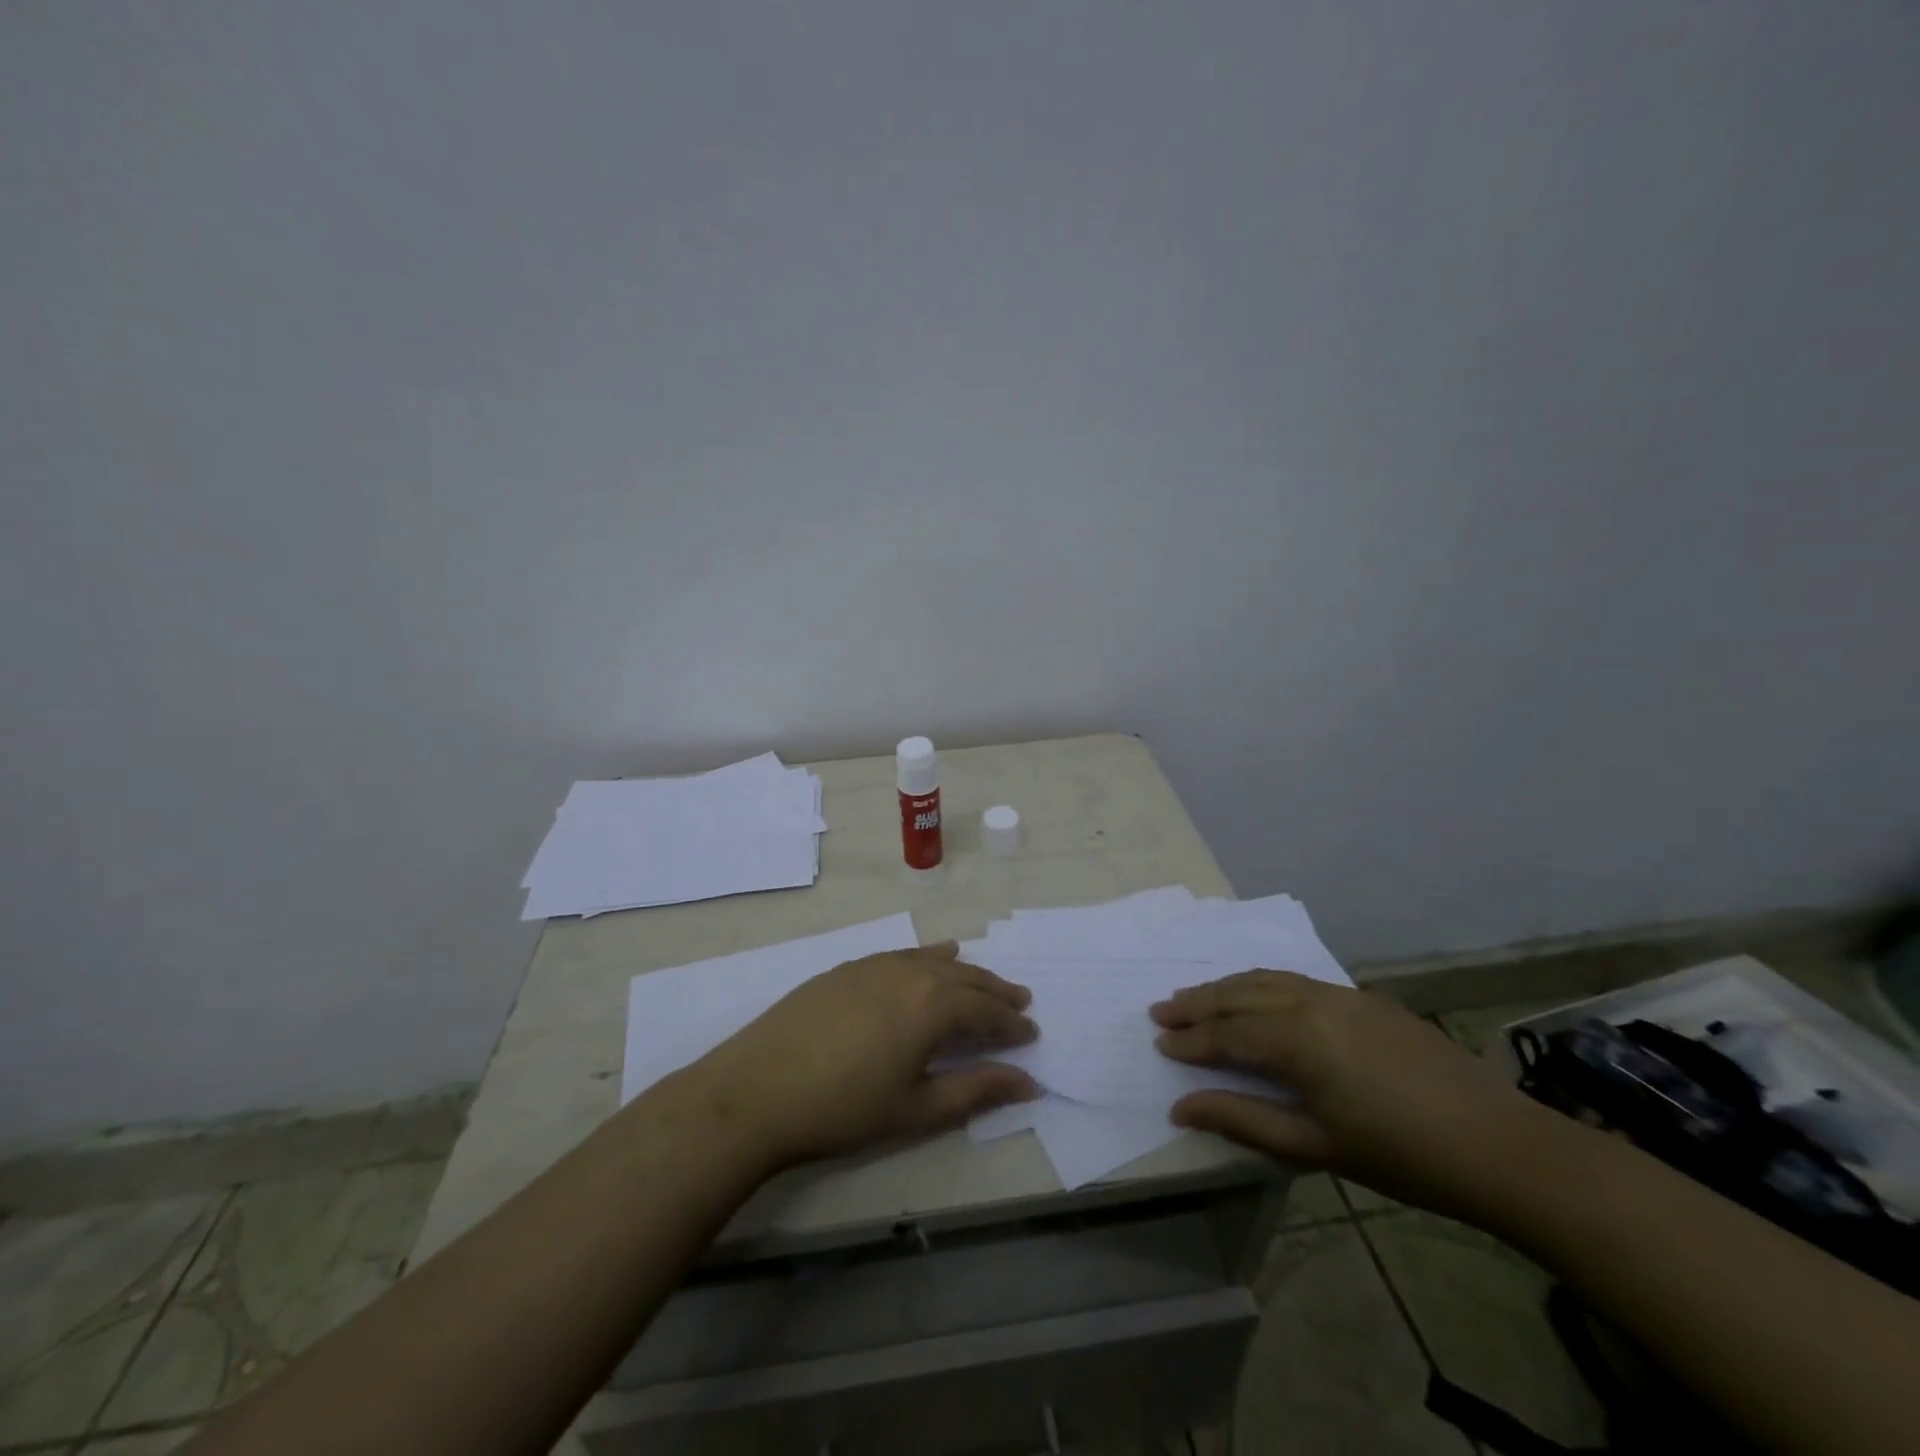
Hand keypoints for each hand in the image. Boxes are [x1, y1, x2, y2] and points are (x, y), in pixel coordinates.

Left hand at [686, 944, 1039, 1170]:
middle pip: (965, 978)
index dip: (1011, 1024)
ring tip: (983, 981)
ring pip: (934, 961)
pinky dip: (926, 958)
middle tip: (1020, 1003)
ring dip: (964, 973)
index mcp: (932, 1004)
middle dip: (996, 992)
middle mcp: (910, 972)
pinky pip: (902, 955)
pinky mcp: (848, 968)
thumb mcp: (916, 1108)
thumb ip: (975, 1090)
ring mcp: (875, 965)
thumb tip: (1027, 1082)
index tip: (1032, 1035)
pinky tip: (931, 959)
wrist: (757, 1090)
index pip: (986, 1010)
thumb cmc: (843, 1108)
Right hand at [1151, 970, 1560, 1221]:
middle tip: (1161, 1009)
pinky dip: (1263, 985)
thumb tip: (1181, 1106)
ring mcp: (1343, 994)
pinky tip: (1257, 997)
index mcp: (1301, 1039)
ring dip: (1227, 987)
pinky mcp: (1366, 998)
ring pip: (1268, 979)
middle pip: (1241, 994)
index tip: (1158, 1043)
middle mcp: (1314, 1002)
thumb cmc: (1404, 1157)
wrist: (1503, 1146)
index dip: (1191, 1039)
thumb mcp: (1316, 1147)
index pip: (1228, 1033)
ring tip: (1196, 997)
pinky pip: (1298, 981)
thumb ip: (1244, 1119)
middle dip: (1198, 1002)